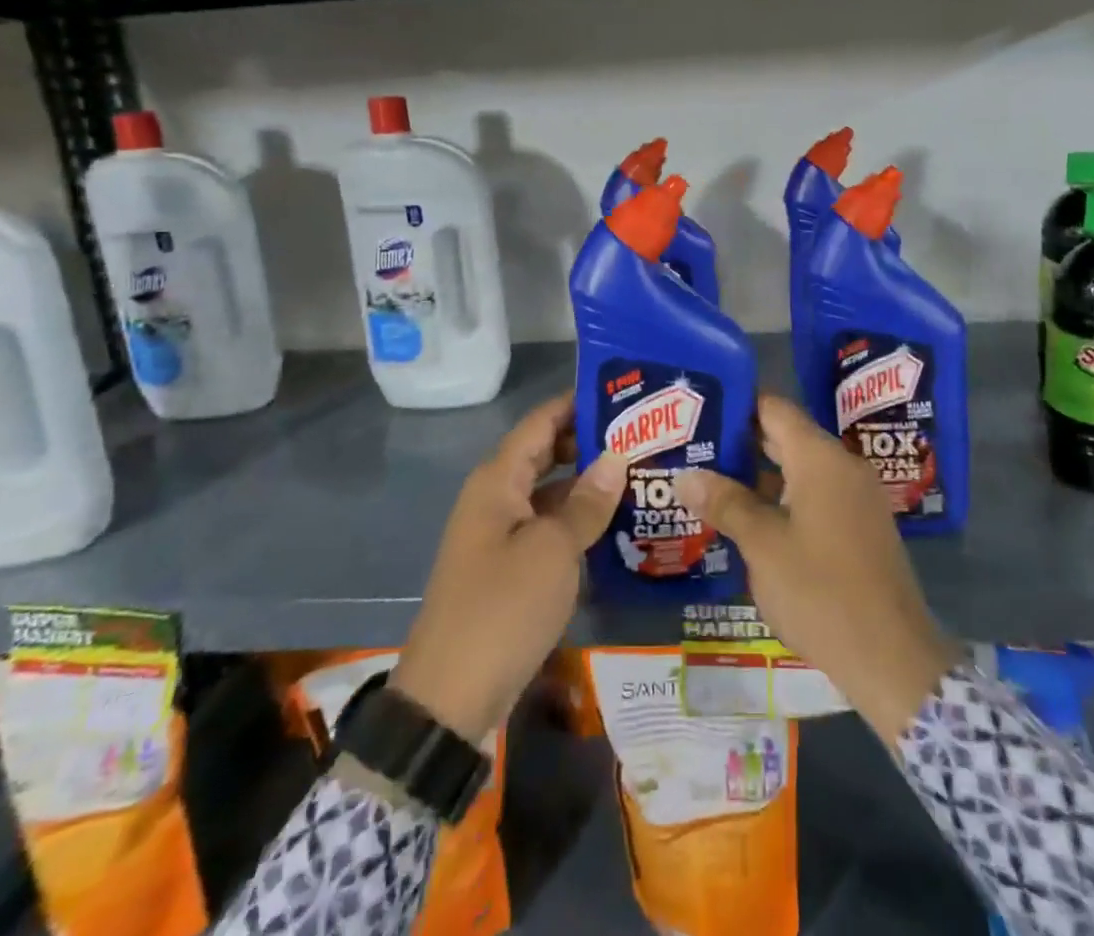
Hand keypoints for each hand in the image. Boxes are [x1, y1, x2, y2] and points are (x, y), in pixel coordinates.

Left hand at [391, 394, 627, 742]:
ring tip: (642, 473)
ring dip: (589, 483)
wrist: (449, 699)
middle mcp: (497, 497)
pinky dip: (579, 520)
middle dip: (591, 442)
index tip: (626, 393)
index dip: (579, 403)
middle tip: (644, 436)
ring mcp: (501, 534)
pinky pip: (549, 527)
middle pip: (547, 452)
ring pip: (551, 492)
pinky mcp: (510, 568)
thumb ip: (587, 502)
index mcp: (498, 480)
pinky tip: (618, 524)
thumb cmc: (502, 609)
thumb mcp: (552, 551)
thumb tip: (617, 457)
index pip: (541, 421)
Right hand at [677, 396, 960, 745]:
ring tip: (710, 481)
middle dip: (741, 441)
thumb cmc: (821, 591)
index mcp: (820, 458)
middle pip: (786, 436)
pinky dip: (781, 497)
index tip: (699, 411)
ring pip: (799, 468)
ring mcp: (856, 496)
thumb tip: (685, 475)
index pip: (774, 408)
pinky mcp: (860, 525)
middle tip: (694, 446)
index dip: (737, 404)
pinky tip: (748, 518)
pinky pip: (815, 494)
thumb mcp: (764, 546)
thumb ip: (726, 503)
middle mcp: (842, 465)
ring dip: (759, 473)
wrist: (892, 657)